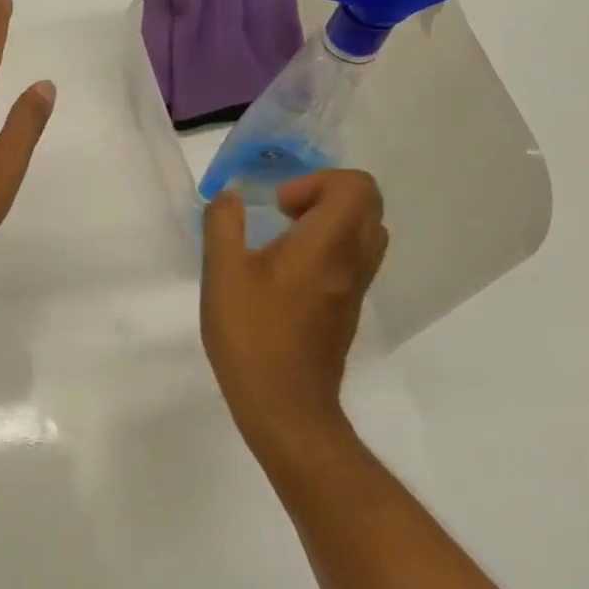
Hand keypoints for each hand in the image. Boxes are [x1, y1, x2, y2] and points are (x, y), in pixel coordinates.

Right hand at [200, 171, 389, 459]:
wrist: (285, 407)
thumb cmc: (252, 336)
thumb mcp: (222, 273)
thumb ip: (224, 224)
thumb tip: (231, 197)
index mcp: (328, 244)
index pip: (357, 185)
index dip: (317, 180)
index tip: (279, 206)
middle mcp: (354, 260)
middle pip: (366, 204)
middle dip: (323, 194)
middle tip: (282, 214)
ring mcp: (356, 287)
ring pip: (364, 232)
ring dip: (328, 220)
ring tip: (283, 238)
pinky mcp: (348, 308)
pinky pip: (353, 258)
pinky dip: (328, 246)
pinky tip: (285, 271)